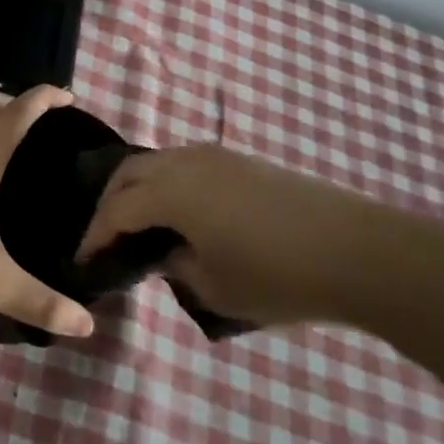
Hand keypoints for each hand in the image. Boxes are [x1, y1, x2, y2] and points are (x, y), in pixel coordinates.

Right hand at [77, 145, 387, 326]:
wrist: (360, 252)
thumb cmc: (279, 277)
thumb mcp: (215, 288)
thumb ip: (177, 266)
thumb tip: (168, 253)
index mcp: (173, 192)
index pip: (118, 210)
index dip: (96, 235)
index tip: (84, 259)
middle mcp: (187, 162)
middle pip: (130, 173)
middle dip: (110, 204)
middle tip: (106, 237)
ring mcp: (218, 156)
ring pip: (159, 162)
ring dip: (140, 189)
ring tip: (140, 223)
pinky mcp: (244, 160)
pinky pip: (187, 164)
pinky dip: (168, 184)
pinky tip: (181, 212)